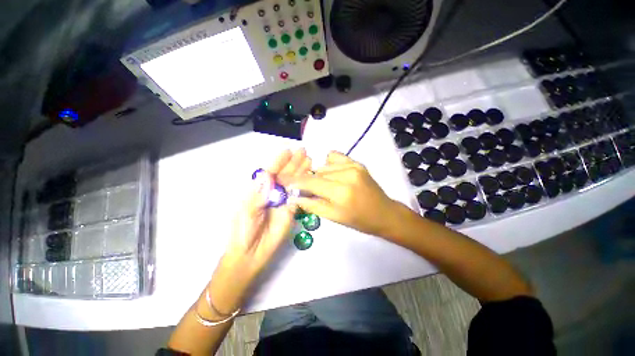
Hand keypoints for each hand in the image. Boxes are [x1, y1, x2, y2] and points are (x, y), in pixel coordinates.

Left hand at [225, 148, 311, 279]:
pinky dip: (305, 188)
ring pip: (294, 184)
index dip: (279, 162)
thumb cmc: (243, 231)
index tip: (288, 151)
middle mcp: (273, 193)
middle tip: (304, 152)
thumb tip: (267, 174)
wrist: (251, 253)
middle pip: (285, 175)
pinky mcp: (292, 211)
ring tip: (309, 160)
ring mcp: (283, 201)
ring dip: (301, 172)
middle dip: (294, 163)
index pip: (271, 172)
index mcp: (259, 190)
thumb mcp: (247, 211)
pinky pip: (299, 197)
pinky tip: (311, 179)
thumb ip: (259, 194)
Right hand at [289, 151, 400, 237]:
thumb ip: (312, 205)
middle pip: (316, 172)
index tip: (287, 183)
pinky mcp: (357, 162)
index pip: (310, 182)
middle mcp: (346, 174)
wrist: (384, 213)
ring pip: (324, 166)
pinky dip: (329, 164)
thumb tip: (293, 197)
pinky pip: (335, 157)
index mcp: (340, 192)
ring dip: (320, 175)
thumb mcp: (334, 217)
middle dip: (309, 181)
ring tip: (326, 185)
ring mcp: (353, 166)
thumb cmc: (359, 220)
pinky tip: (332, 173)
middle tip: (310, 190)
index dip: (296, 182)